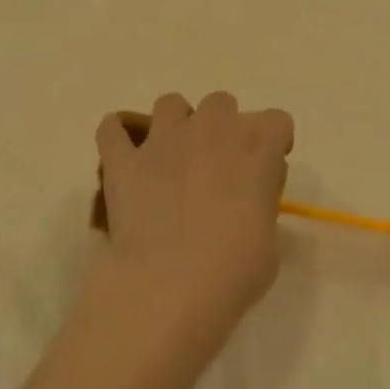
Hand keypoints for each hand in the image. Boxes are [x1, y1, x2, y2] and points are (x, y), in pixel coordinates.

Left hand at [95, 93, 294, 336]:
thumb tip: (249, 198)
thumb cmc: (234, 270)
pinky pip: (112, 129)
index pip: (277, 120)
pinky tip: (122, 154)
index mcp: (257, 147)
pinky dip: (117, 136)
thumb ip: (262, 204)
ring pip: (170, 104)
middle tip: (218, 165)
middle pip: (222, 102)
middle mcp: (213, 129)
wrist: (171, 285)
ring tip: (172, 157)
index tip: (267, 168)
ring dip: (175, 123)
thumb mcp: (270, 240)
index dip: (274, 142)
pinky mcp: (124, 160)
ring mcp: (164, 139)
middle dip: (222, 126)